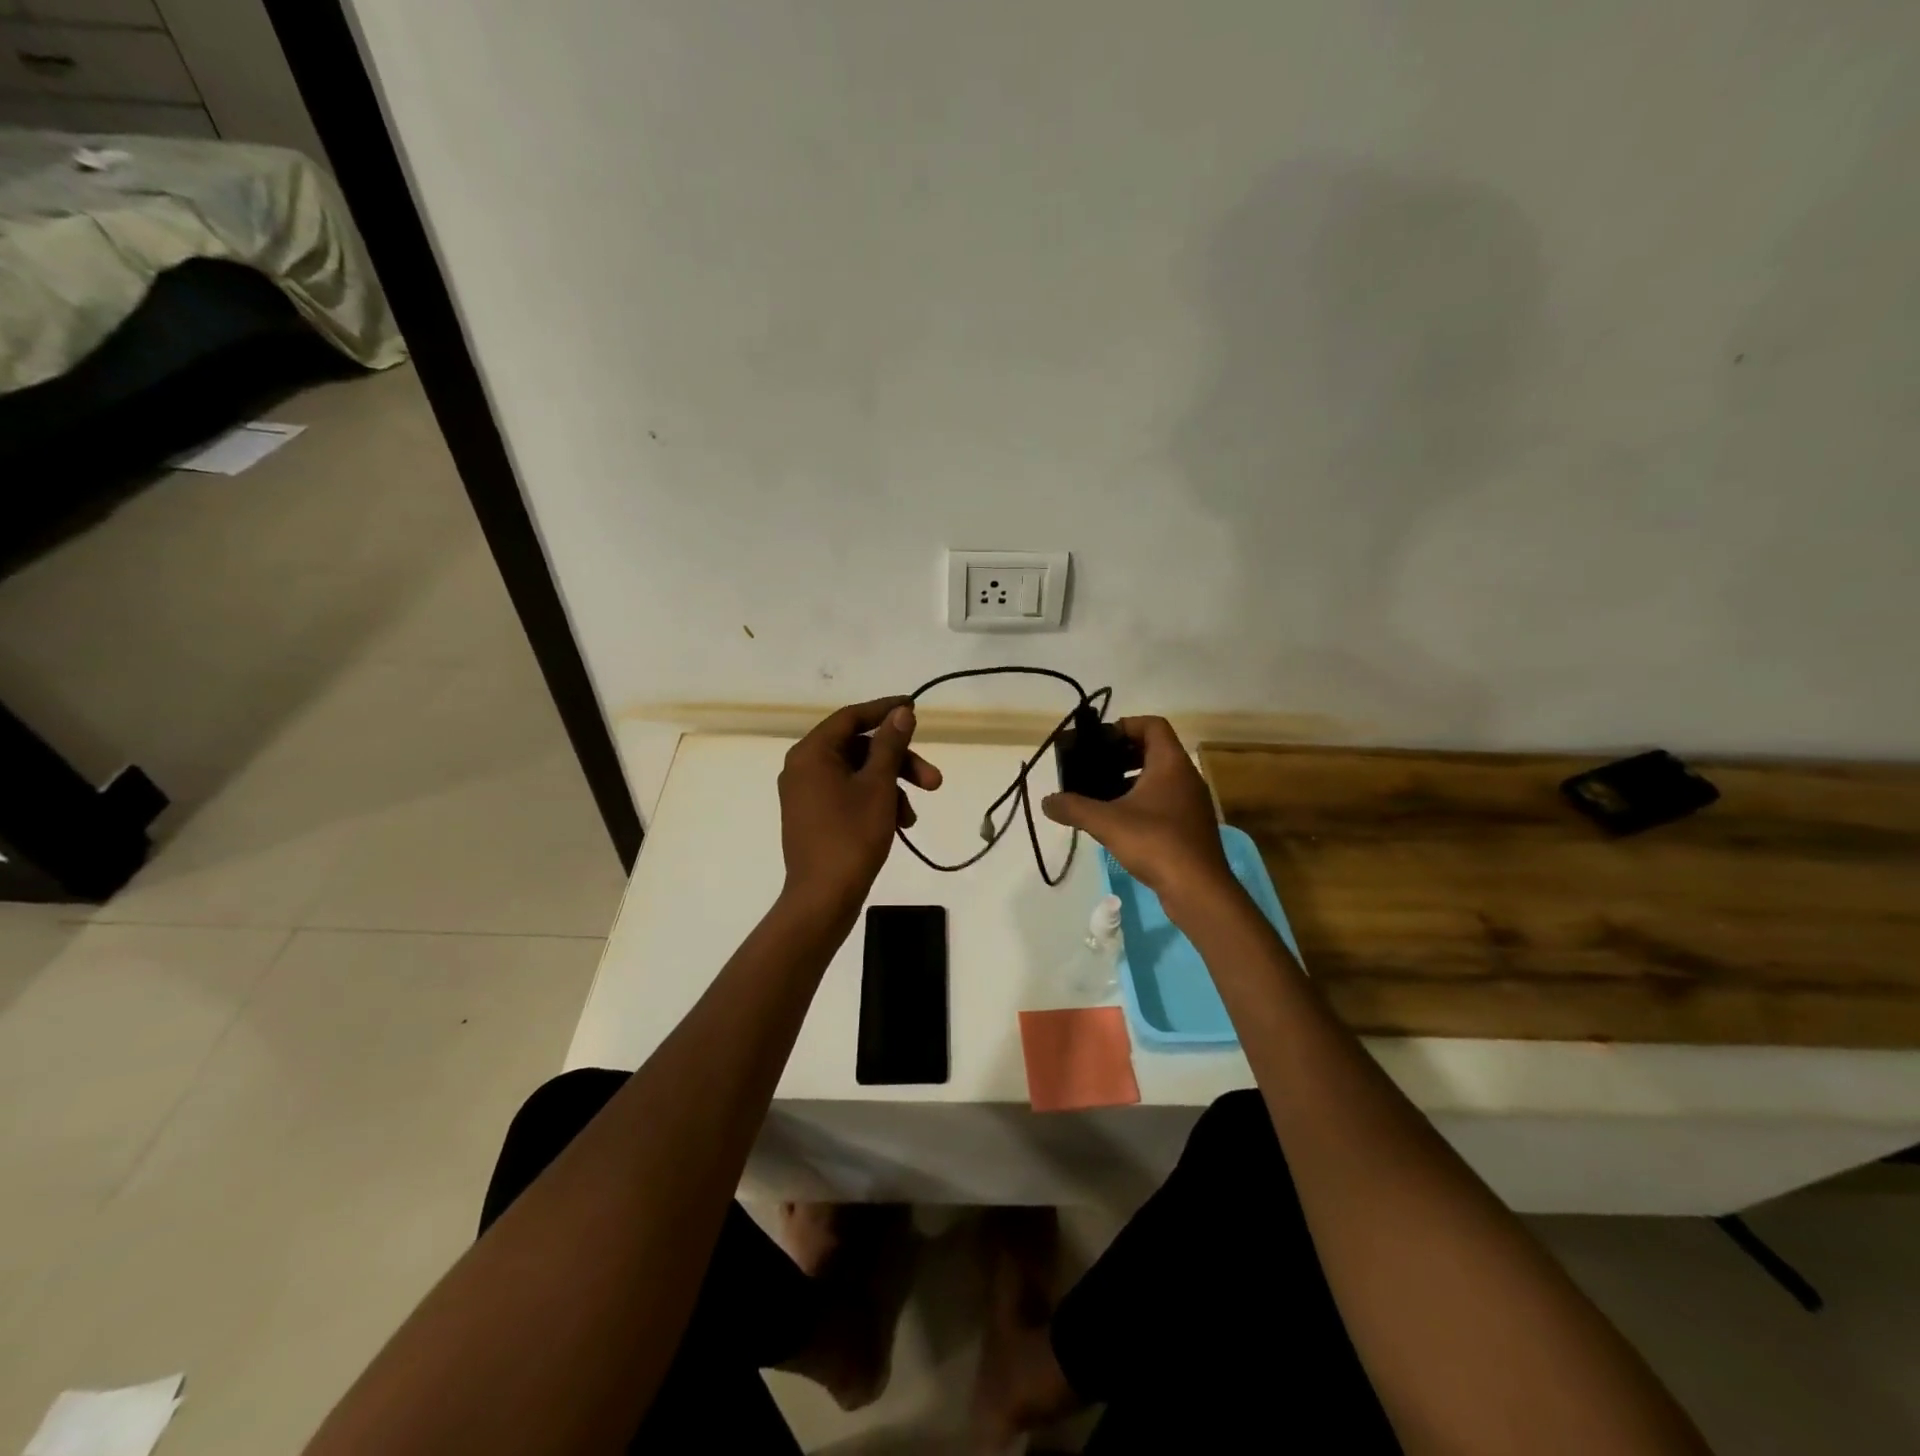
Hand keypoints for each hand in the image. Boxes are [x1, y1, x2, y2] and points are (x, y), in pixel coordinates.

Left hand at [778, 697, 942, 916]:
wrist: (822, 899)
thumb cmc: (851, 836)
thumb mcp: (878, 786)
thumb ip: (890, 745)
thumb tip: (901, 713)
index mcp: (812, 753)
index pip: (851, 718)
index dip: (884, 711)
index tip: (914, 708)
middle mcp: (803, 767)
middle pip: (859, 749)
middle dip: (899, 763)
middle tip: (933, 781)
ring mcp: (807, 794)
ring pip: (858, 775)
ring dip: (892, 788)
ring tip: (913, 817)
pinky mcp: (814, 817)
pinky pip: (849, 795)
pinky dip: (876, 803)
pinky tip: (899, 826)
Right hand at [1041, 717, 1234, 910]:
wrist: (1198, 889)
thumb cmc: (1155, 842)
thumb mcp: (1106, 822)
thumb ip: (1074, 808)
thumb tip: (1046, 802)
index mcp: (1171, 763)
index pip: (1152, 725)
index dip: (1125, 725)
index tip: (1100, 740)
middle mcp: (1185, 776)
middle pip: (1154, 749)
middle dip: (1122, 754)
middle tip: (1094, 766)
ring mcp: (1191, 802)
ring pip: (1159, 777)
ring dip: (1131, 779)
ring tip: (1101, 793)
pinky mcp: (1190, 826)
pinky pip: (1164, 800)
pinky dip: (1141, 801)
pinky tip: (1119, 820)